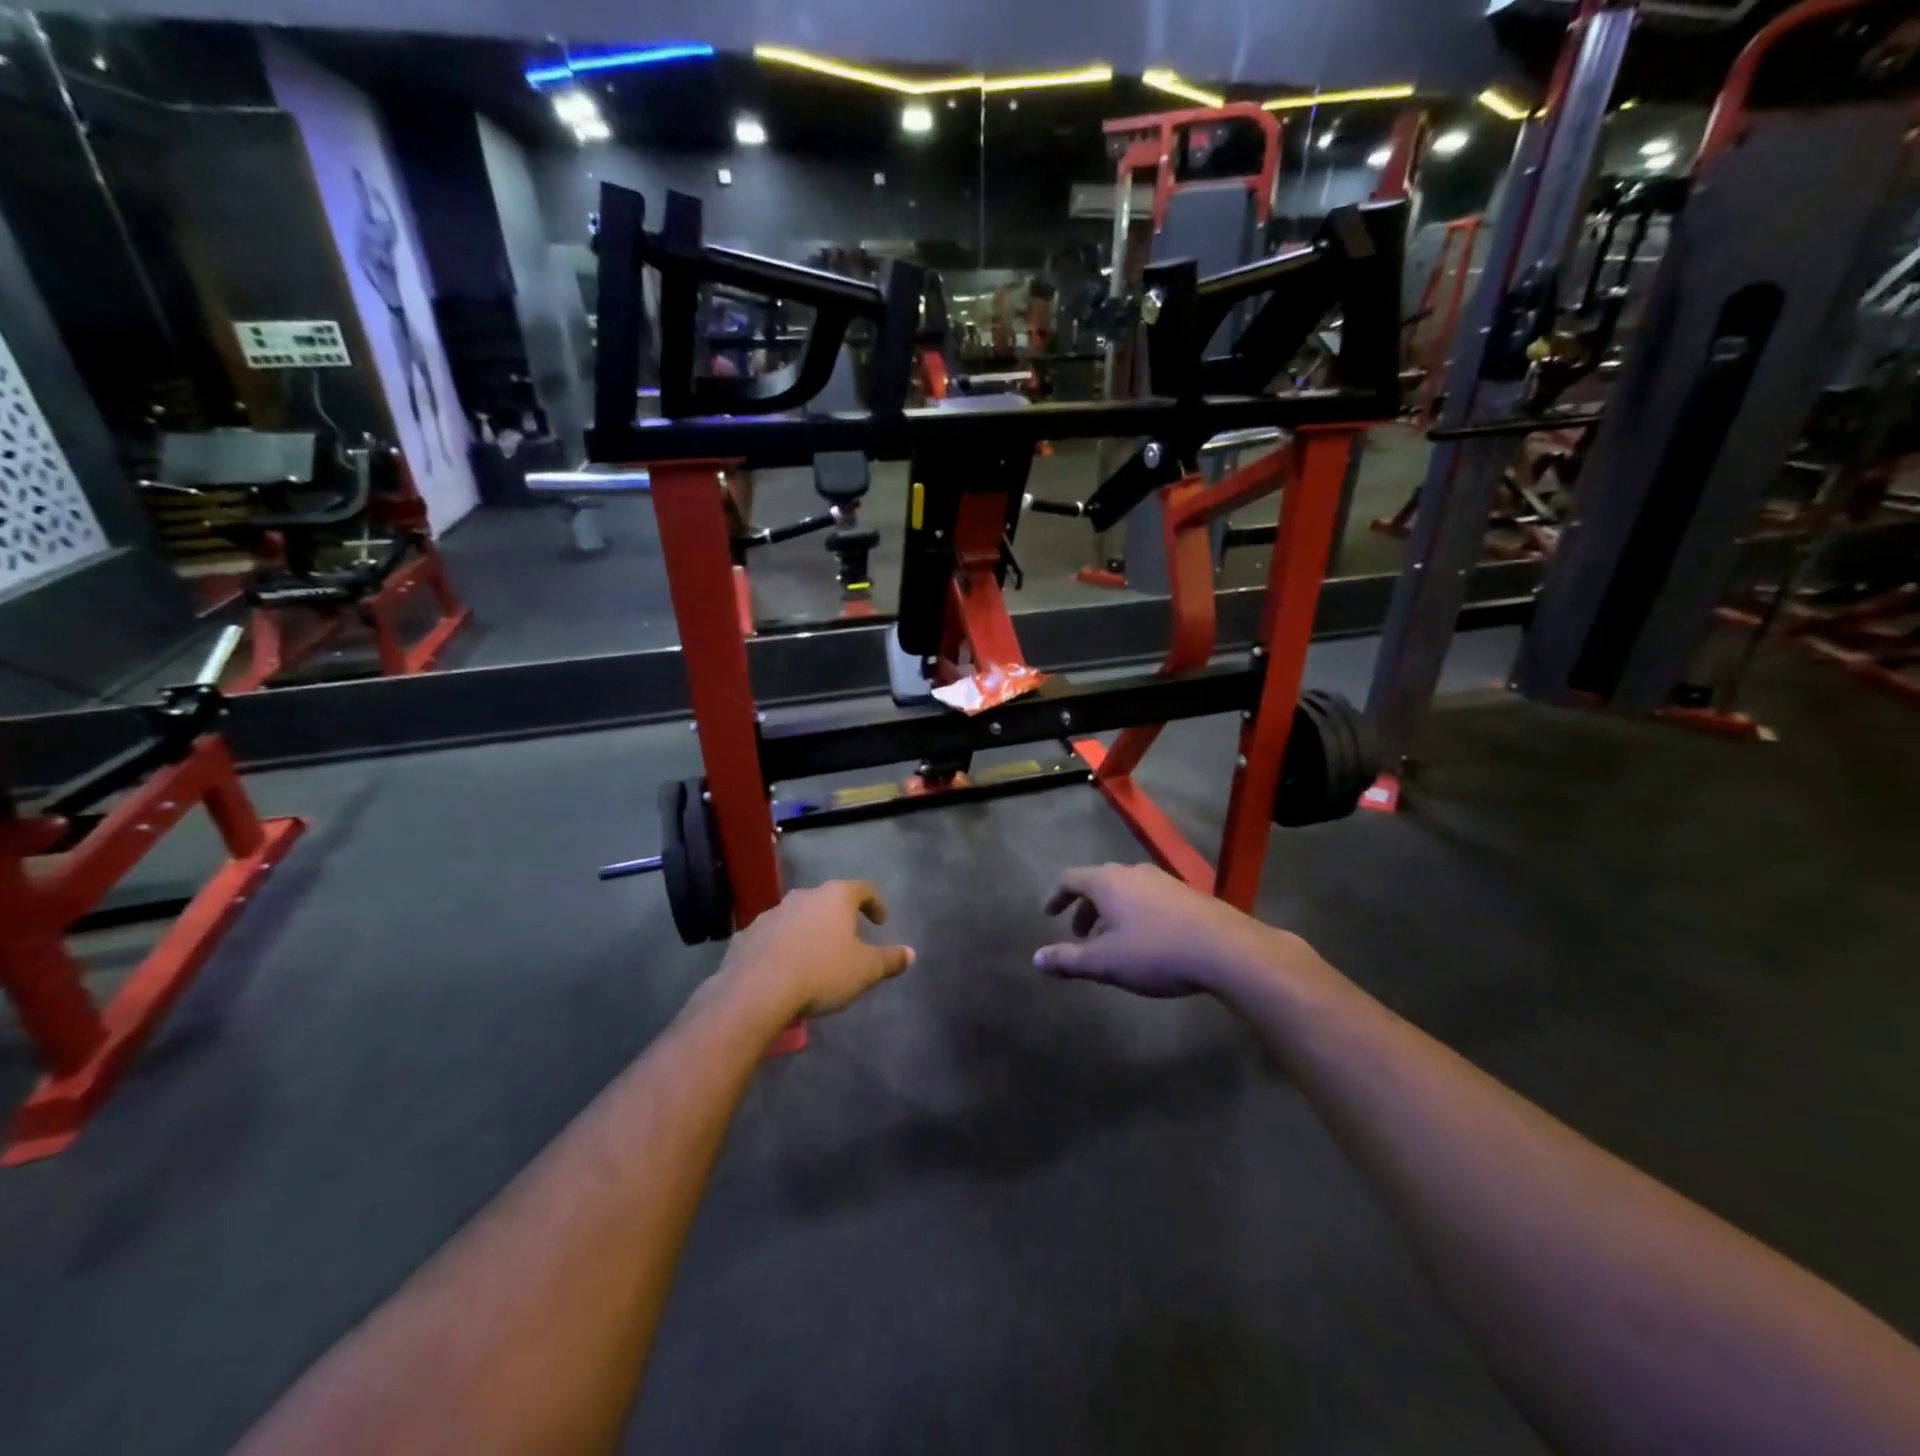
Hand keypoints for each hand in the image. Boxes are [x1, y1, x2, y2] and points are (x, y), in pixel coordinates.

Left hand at [718, 881, 915, 1020]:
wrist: (756, 991)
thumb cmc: (821, 973)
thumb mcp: (865, 970)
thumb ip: (890, 959)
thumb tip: (910, 953)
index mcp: (835, 897)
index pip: (863, 889)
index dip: (876, 904)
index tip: (881, 922)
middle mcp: (803, 896)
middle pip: (827, 900)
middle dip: (839, 918)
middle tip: (848, 940)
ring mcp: (771, 913)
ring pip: (797, 916)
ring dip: (808, 931)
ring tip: (814, 957)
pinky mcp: (747, 934)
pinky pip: (772, 936)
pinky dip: (782, 946)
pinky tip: (784, 970)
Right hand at [1035, 863, 1305, 998]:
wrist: (1226, 949)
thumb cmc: (1156, 952)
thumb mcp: (1105, 962)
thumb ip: (1068, 959)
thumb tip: (1036, 959)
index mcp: (1107, 881)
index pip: (1070, 878)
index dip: (1056, 896)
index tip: (1048, 914)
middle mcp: (1132, 872)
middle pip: (1098, 883)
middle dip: (1084, 909)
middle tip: (1078, 936)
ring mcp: (1163, 880)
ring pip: (1125, 891)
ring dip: (1111, 913)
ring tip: (1111, 943)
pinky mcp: (1187, 894)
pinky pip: (1149, 898)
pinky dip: (1135, 915)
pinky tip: (1146, 943)